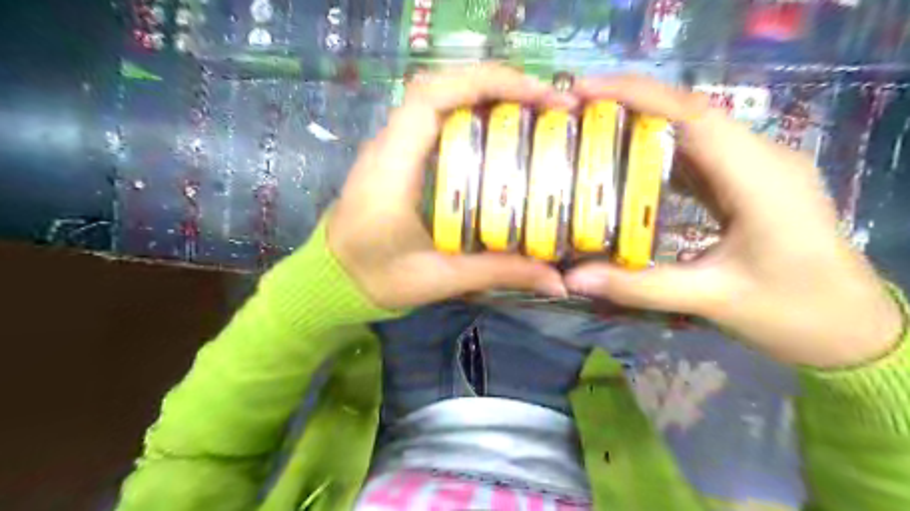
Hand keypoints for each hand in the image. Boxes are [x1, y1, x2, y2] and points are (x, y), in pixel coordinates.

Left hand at [327, 65, 569, 309]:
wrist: (330, 281)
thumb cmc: (376, 280)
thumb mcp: (439, 280)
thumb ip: (497, 274)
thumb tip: (559, 282)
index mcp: (391, 170)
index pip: (430, 98)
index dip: (484, 82)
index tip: (537, 94)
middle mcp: (386, 146)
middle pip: (437, 85)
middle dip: (495, 82)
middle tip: (546, 101)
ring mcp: (387, 147)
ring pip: (434, 96)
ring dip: (482, 92)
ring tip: (530, 108)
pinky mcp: (393, 156)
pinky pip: (431, 117)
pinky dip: (467, 110)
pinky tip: (496, 128)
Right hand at [566, 75, 897, 367]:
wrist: (854, 329)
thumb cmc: (792, 312)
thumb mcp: (711, 299)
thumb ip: (639, 287)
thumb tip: (574, 279)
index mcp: (759, 177)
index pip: (692, 115)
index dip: (637, 95)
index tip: (584, 91)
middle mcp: (761, 158)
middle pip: (689, 115)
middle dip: (630, 105)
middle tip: (576, 113)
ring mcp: (757, 169)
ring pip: (693, 133)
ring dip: (643, 127)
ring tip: (593, 132)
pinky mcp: (749, 184)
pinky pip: (699, 158)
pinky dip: (659, 155)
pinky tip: (629, 167)